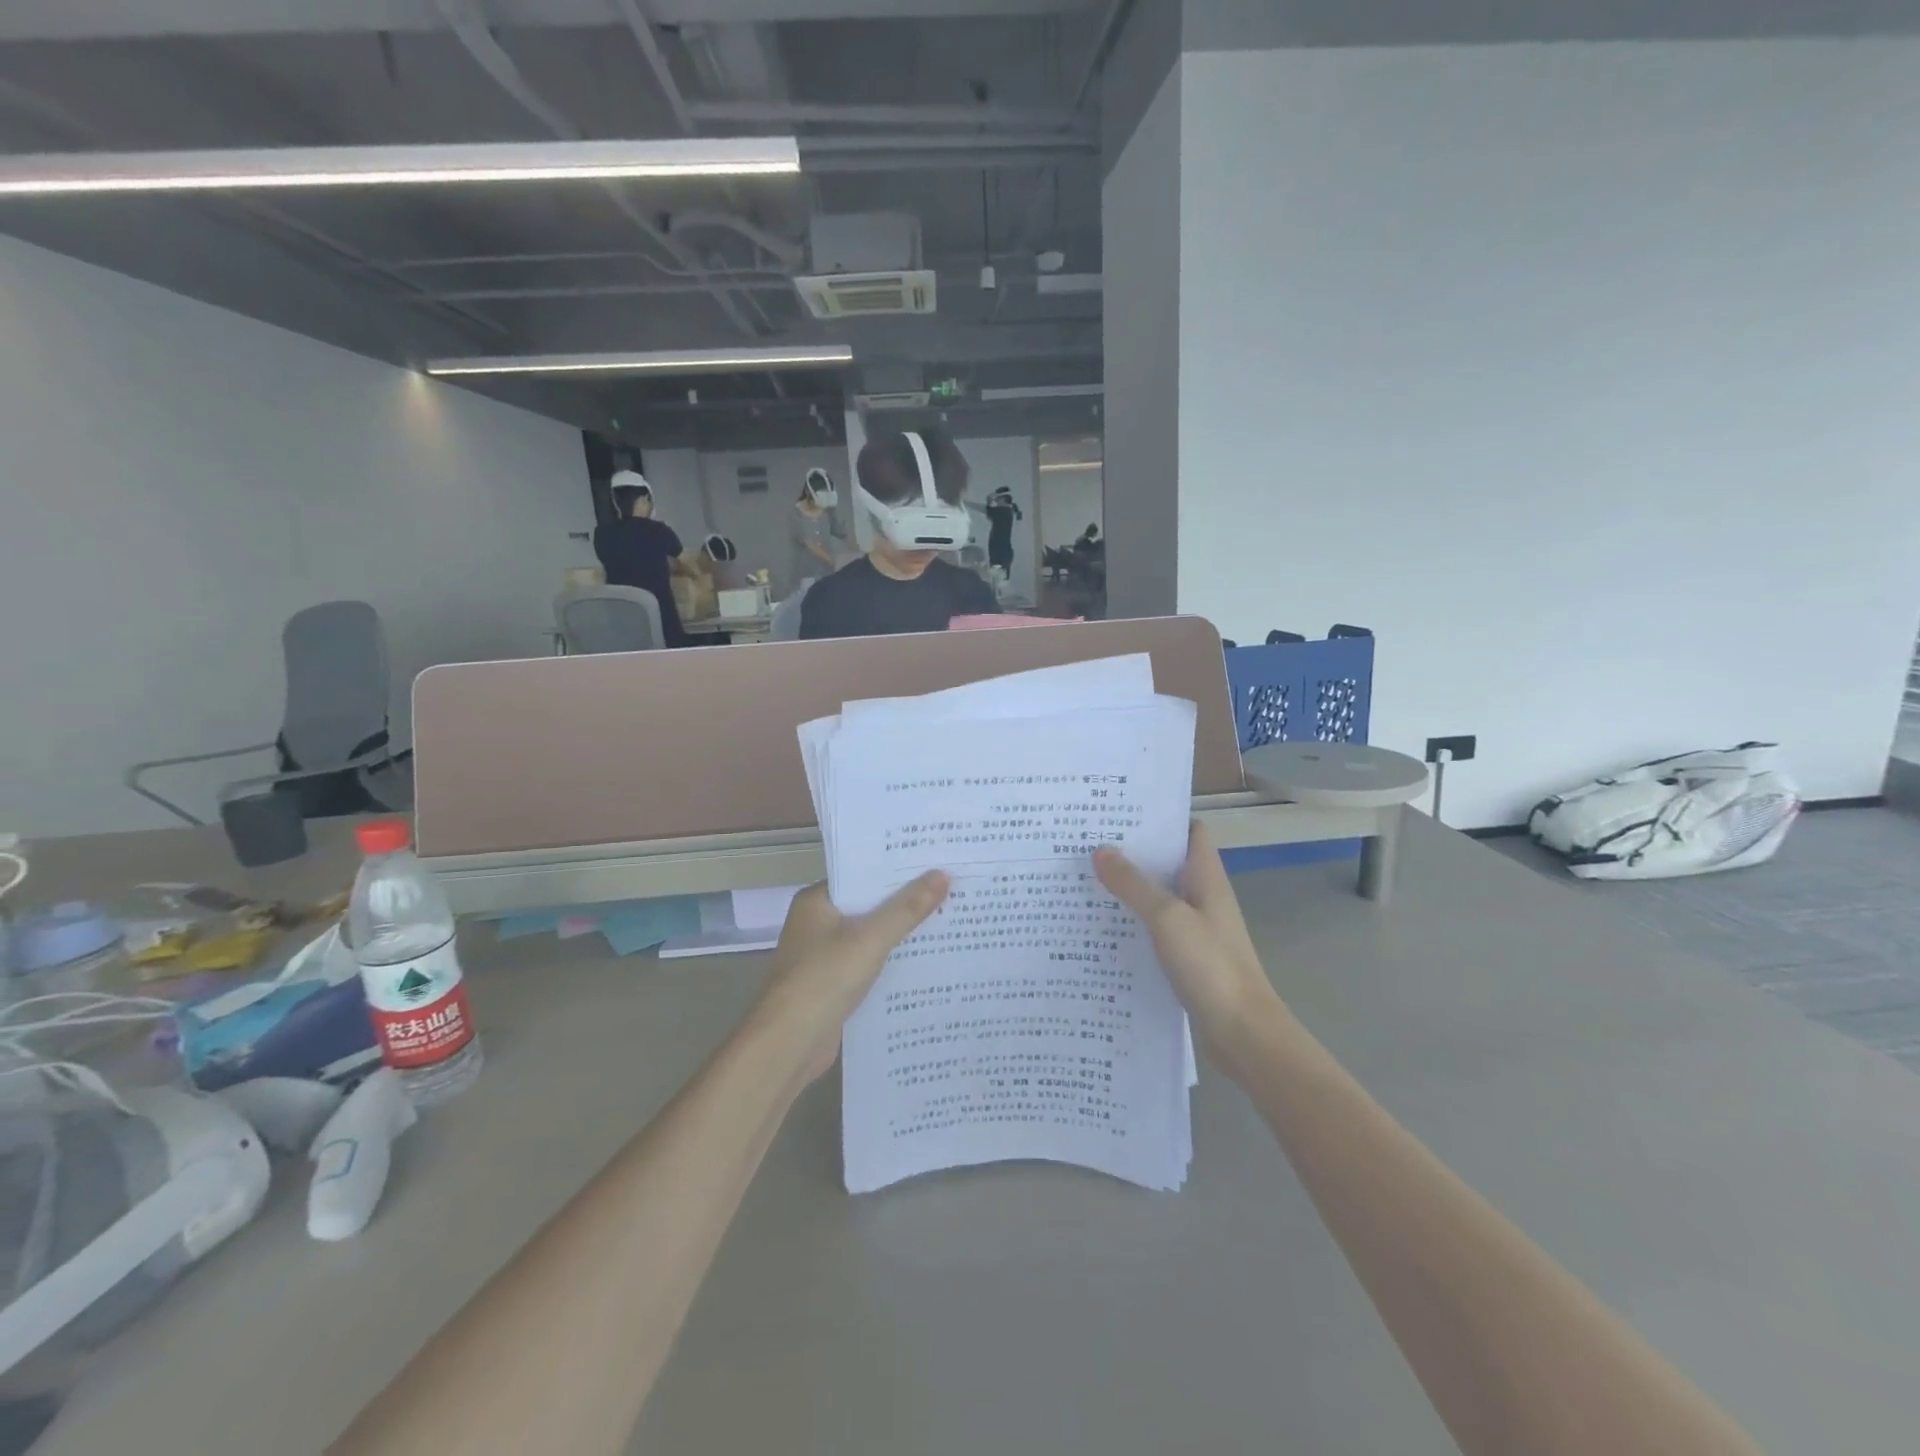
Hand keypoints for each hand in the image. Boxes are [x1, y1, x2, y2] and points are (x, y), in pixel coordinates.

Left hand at [751, 872, 949, 1083]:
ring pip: (870, 936)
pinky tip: (925, 961)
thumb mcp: (870, 939)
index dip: (897, 869)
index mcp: (817, 901)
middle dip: (905, 901)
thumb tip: (942, 874)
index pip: (861, 874)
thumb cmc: (823, 979)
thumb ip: (907, 908)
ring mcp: (824, 956)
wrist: (787, 1045)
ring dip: (901, 933)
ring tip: (948, 919)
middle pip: (868, 904)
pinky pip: (869, 963)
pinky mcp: (833, 985)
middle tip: (951, 887)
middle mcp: (817, 923)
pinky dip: (891, 962)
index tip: (934, 861)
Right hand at [1095, 824, 1284, 1070]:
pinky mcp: (1186, 958)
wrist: (1243, 1034)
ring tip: (1084, 878)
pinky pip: (1154, 929)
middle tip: (1087, 842)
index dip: (1160, 818)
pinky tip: (1100, 927)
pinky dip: (1131, 923)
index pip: (1189, 832)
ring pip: (1158, 897)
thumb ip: (1134, 884)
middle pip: (1168, 863)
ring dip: (1128, 889)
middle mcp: (1202, 897)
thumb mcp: (1167, 918)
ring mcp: (1195, 929)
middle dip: (1133, 852)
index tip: (1120, 811)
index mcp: (1207, 878)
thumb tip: (1101, 850)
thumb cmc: (1211, 966)